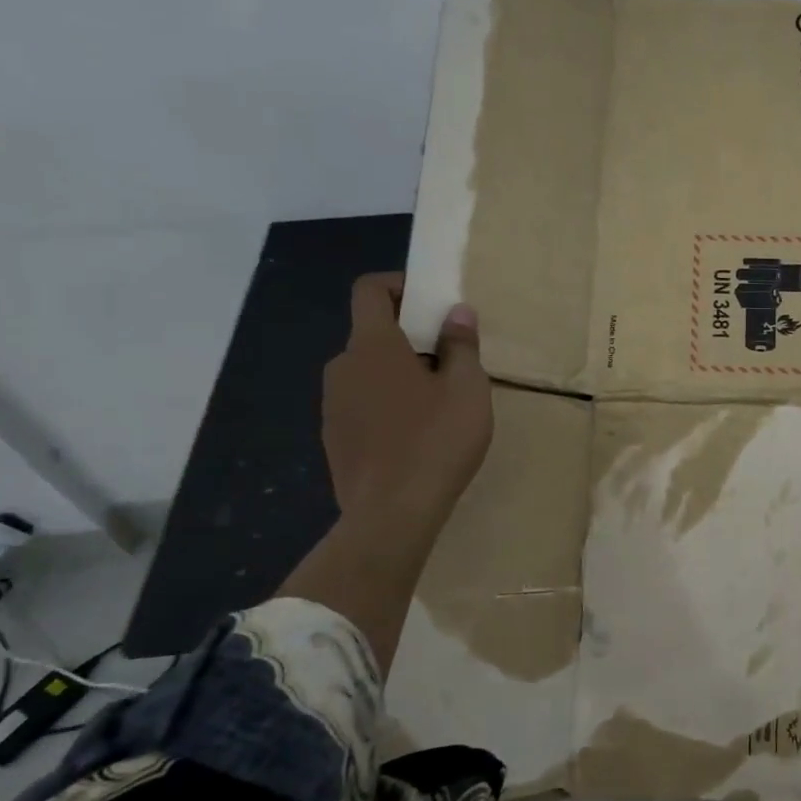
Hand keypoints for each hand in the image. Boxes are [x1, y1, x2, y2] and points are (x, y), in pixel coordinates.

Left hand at [283, 274, 492, 668]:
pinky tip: (414, 436)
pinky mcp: (333, 438)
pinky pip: (361, 405)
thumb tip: (456, 313)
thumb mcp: (467, 389)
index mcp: (372, 345)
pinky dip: (386, 404)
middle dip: (409, 336)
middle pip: (371, 332)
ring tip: (436, 403)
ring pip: (367, 372)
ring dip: (398, 373)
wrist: (391, 515)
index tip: (432, 304)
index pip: (370, 290)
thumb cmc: (436, 441)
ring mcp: (332, 405)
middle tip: (449, 360)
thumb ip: (461, 344)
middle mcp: (342, 367)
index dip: (400, 285)